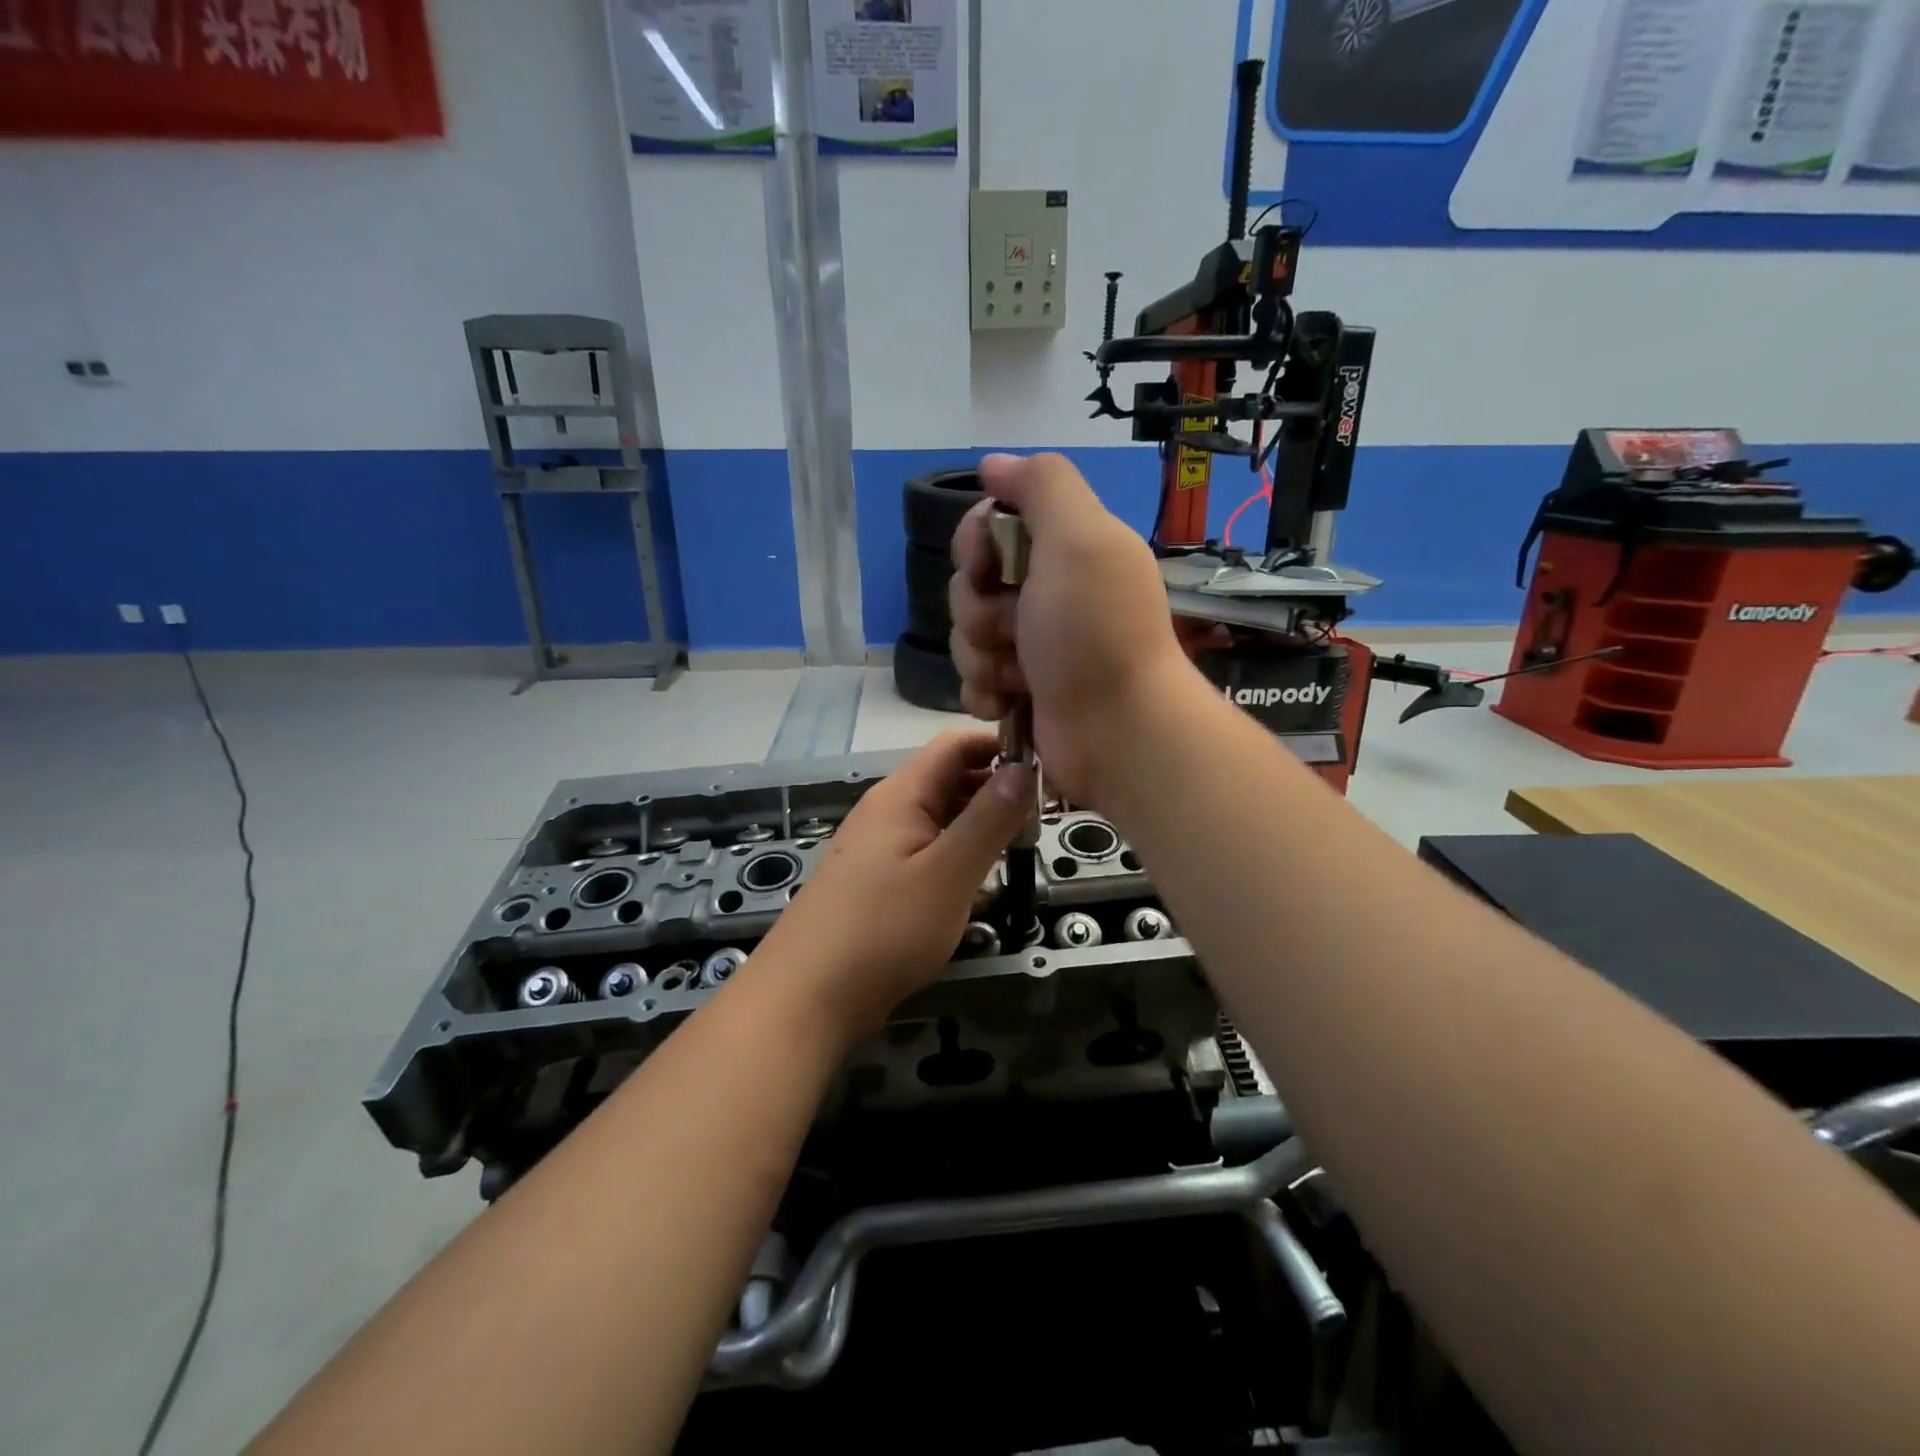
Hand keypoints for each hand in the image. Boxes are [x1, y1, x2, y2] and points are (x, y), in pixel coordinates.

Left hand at [750, 731, 1033, 1045]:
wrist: (806, 998)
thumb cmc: (883, 930)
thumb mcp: (948, 874)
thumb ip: (989, 819)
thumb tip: (1024, 766)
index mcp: (902, 794)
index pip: (956, 744)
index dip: (1000, 745)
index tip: (1046, 768)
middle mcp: (888, 810)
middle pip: (949, 778)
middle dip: (997, 788)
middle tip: (1044, 816)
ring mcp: (879, 845)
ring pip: (940, 816)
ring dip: (980, 823)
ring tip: (1022, 846)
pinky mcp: (878, 879)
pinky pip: (926, 849)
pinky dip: (958, 852)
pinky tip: (981, 878)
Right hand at [949, 452, 1191, 803]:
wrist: (1118, 733)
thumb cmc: (1095, 633)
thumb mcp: (1080, 538)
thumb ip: (1042, 485)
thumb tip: (993, 464)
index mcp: (1065, 548)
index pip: (989, 524)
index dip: (975, 543)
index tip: (988, 566)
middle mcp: (1047, 593)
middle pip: (970, 583)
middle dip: (978, 611)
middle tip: (1016, 631)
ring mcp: (1033, 646)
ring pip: (966, 636)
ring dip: (983, 658)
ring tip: (1020, 678)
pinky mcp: (1021, 692)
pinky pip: (973, 680)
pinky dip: (986, 693)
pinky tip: (1009, 704)